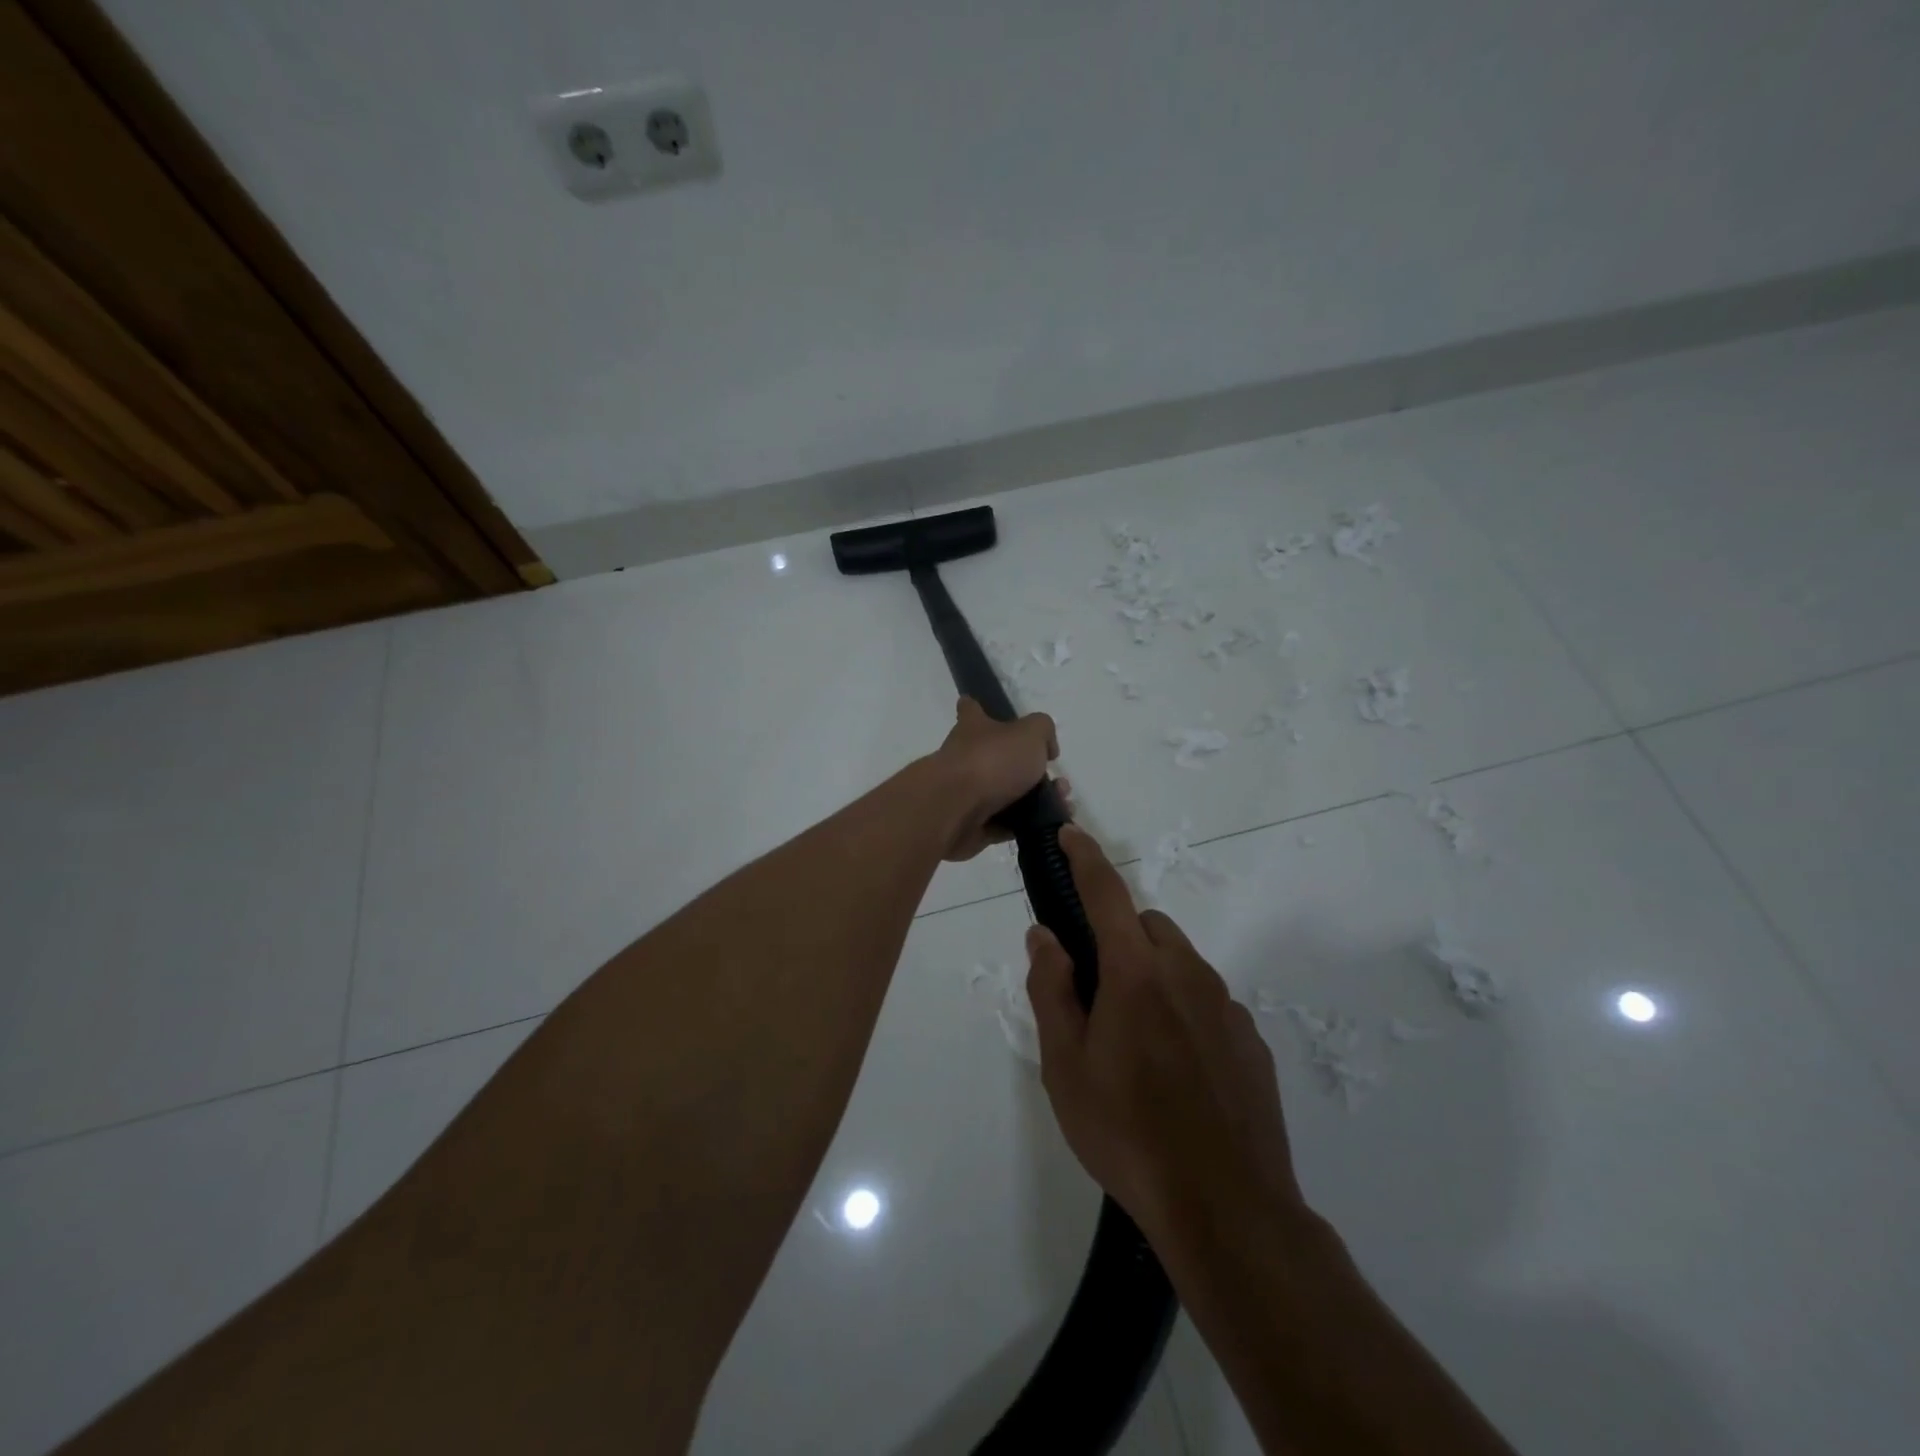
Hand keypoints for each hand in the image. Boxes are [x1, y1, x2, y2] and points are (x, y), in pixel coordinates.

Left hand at [927, 697, 1058, 860]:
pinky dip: (1027, 824)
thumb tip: (1046, 748)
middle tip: (1059, 781)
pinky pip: (1006, 824)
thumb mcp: (1030, 733)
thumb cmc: (991, 761)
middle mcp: (966, 758)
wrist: (955, 810)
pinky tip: (1051, 825)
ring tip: (1063, 803)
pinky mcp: (972, 825)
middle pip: (999, 758)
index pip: (971, 710)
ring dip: (1037, 799)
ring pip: (1007, 794)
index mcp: (974, 728)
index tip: (989, 712)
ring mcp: (967, 794)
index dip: (978, 708)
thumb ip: (1043, 732)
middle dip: (1031, 769)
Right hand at [1025, 825, 1305, 1254]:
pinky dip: (1185, 1011)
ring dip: (1152, 977)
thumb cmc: (1127, 1132)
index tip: (1071, 832)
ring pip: (1180, 964)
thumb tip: (1044, 935)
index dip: (1085, 858)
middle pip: (1147, 928)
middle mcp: (1187, 974)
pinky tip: (1177, 1073)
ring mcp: (1227, 1007)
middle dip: (1118, 938)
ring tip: (1136, 1046)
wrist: (1227, 1209)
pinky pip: (1208, 1002)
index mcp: (1136, 973)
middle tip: (1096, 994)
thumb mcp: (1065, 1066)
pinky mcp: (1252, 1041)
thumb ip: (1051, 990)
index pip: (1106, 894)